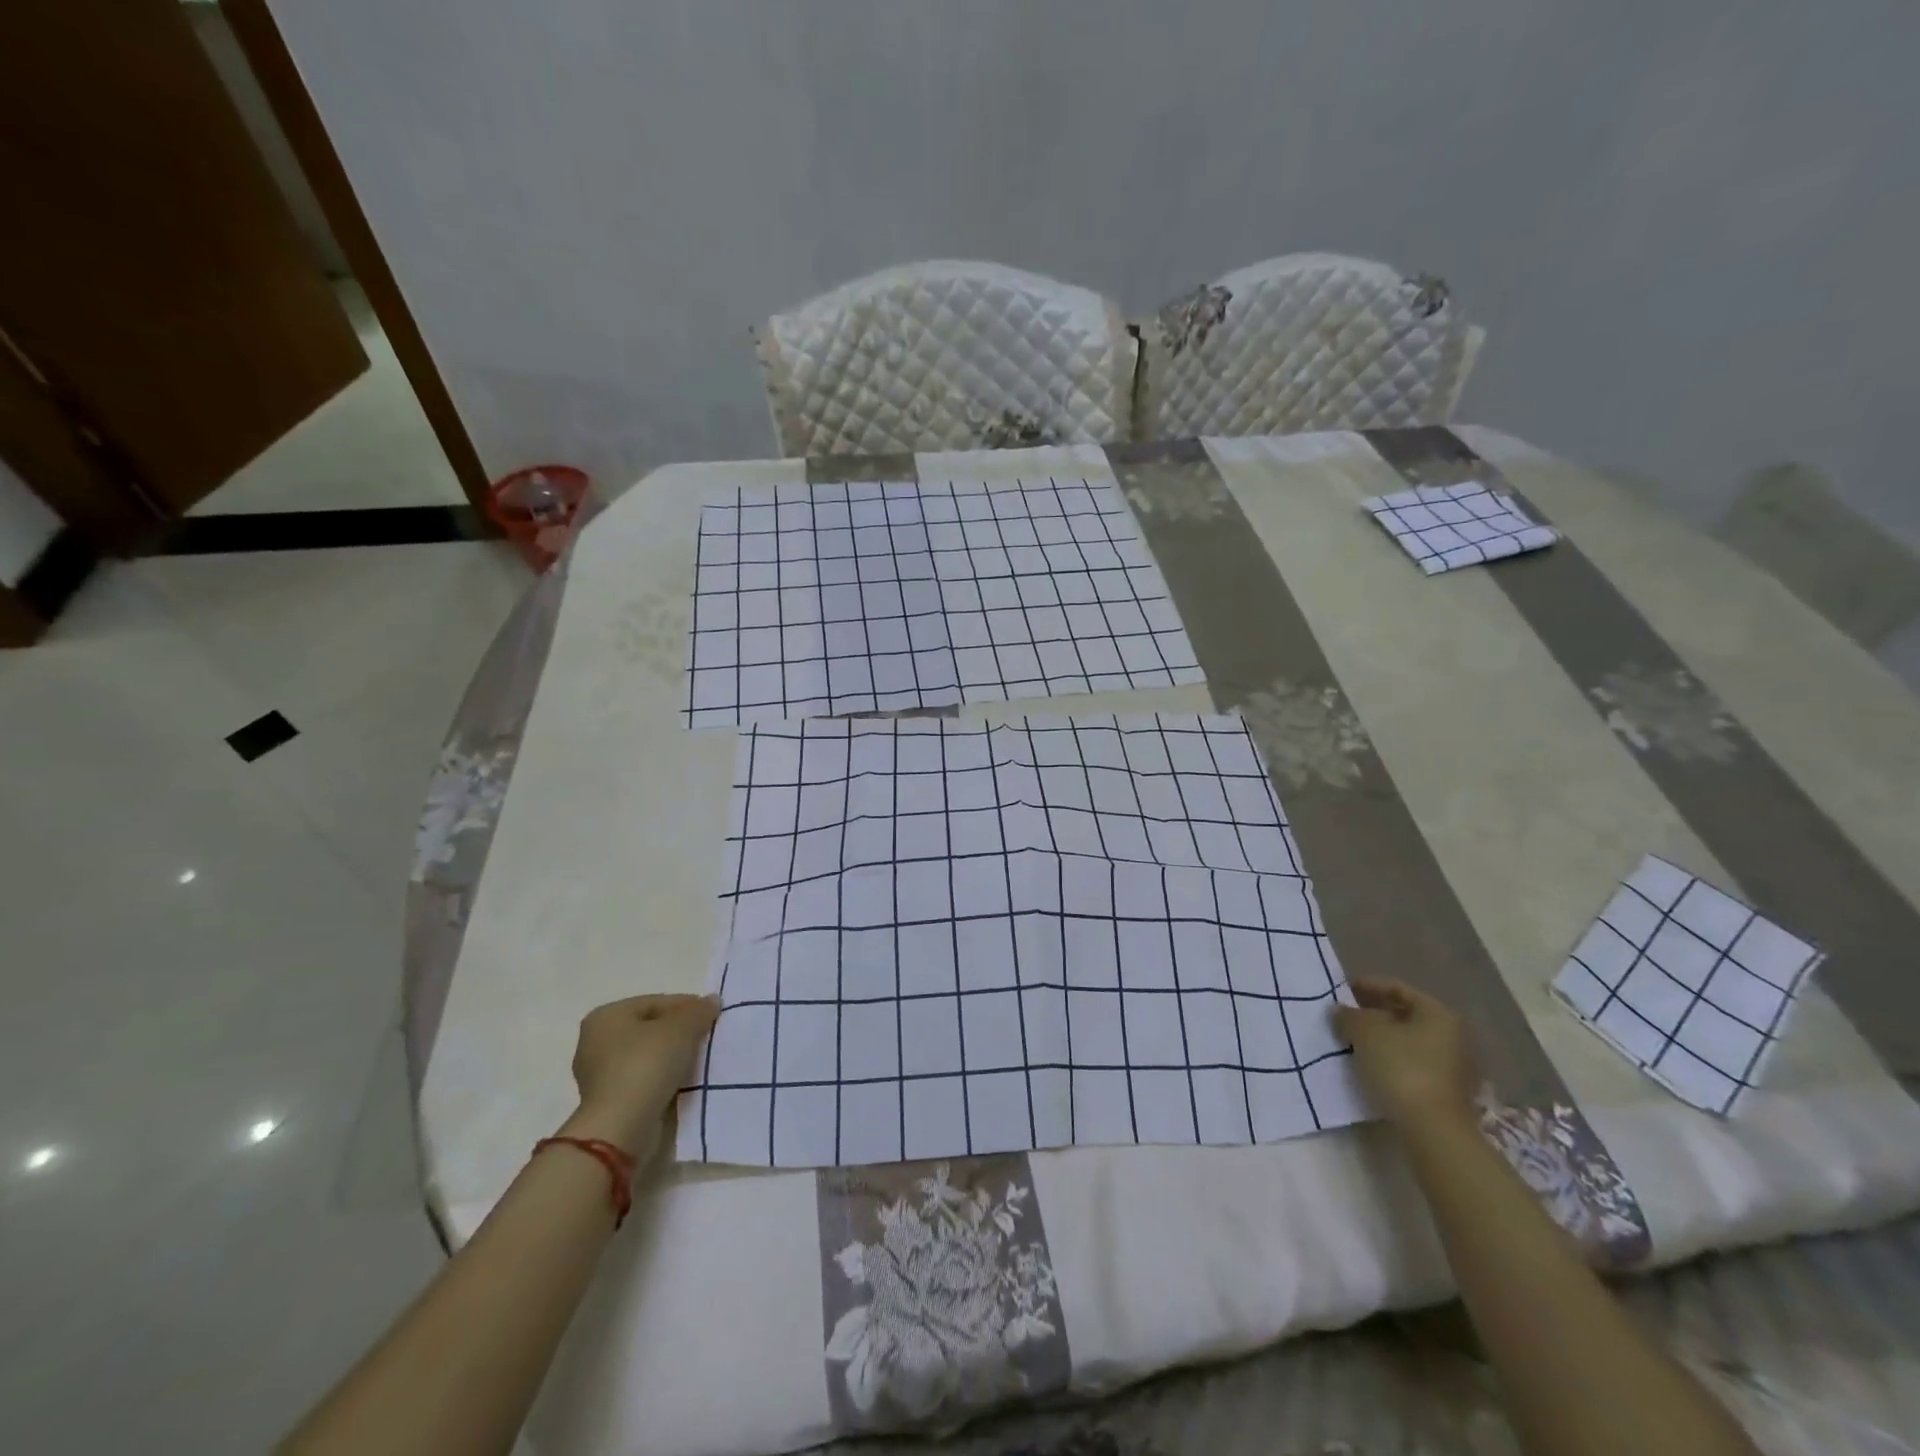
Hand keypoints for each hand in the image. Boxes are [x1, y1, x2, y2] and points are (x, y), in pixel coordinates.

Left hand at [561, 994, 719, 1164]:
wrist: (621, 1127)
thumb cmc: (647, 1064)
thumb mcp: (682, 1028)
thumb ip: (699, 1011)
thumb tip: (711, 1001)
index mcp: (606, 1015)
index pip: (655, 1002)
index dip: (687, 1006)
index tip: (711, 1017)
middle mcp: (595, 1041)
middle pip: (649, 1028)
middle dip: (678, 1032)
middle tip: (705, 1038)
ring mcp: (597, 1074)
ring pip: (645, 1055)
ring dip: (671, 1056)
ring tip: (698, 1061)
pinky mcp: (606, 1101)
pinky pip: (641, 1078)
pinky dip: (661, 1077)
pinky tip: (681, 1081)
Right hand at [1332, 978, 1479, 1132]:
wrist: (1433, 1130)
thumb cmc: (1401, 1069)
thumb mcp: (1364, 1033)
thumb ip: (1349, 1015)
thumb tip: (1341, 1011)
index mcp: (1438, 1013)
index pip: (1397, 988)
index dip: (1367, 985)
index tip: (1341, 990)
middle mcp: (1452, 1035)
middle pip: (1405, 1014)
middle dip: (1372, 1012)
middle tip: (1344, 1015)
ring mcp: (1452, 1065)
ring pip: (1407, 1040)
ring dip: (1380, 1038)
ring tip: (1350, 1040)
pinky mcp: (1445, 1090)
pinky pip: (1411, 1062)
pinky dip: (1389, 1058)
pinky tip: (1368, 1064)